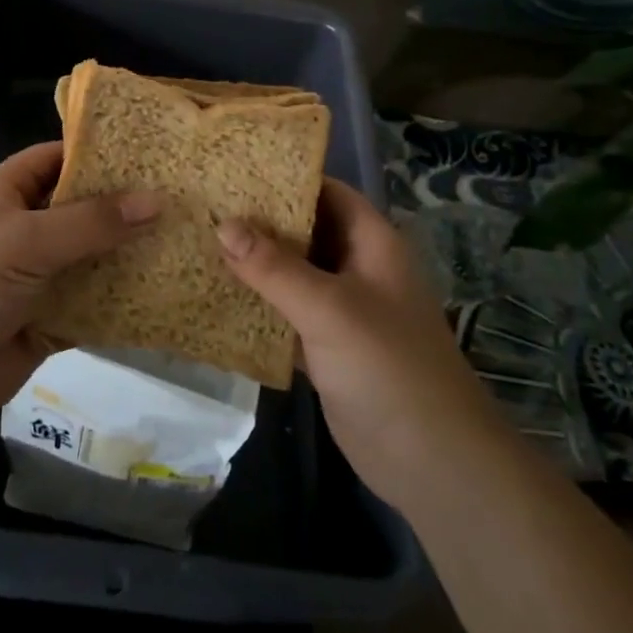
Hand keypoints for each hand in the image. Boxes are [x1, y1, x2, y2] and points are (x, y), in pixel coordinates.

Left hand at [0, 142, 159, 441]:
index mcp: (8, 194)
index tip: (155, 152)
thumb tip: (157, 200)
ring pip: (93, 260)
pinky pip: (93, 307)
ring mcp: (37, 279)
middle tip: (188, 199)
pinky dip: (123, 304)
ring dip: (131, 257)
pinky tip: (168, 296)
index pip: (60, 158)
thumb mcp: (24, 240)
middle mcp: (25, 230)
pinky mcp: (48, 324)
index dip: (102, 152)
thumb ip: (90, 222)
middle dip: (129, 208)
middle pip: (84, 211)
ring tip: (191, 242)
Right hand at [217, 180, 488, 513]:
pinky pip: (288, 314)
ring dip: (256, 264)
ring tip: (201, 243)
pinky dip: (259, 306)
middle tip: (206, 206)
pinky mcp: (328, 347)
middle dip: (262, 221)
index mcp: (371, 243)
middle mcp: (358, 268)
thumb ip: (274, 267)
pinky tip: (217, 298)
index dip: (287, 178)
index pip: (328, 192)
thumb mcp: (328, 308)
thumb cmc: (387, 366)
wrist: (431, 462)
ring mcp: (343, 310)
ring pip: (294, 274)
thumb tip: (223, 225)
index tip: (235, 171)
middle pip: (307, 231)